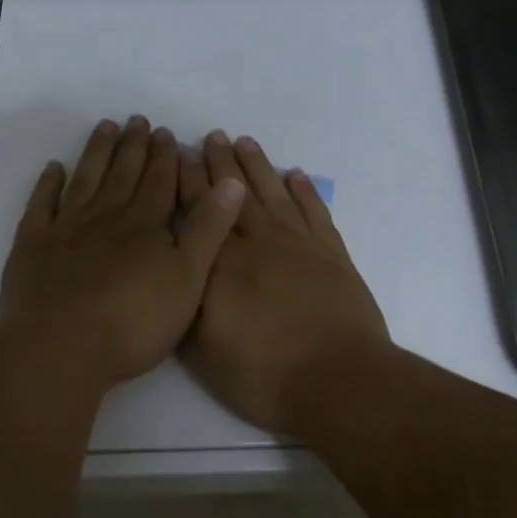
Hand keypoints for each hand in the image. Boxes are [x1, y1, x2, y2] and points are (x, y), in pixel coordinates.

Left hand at [0, 116, 245, 388]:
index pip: (159, 181)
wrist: (61, 348)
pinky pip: (41, 205)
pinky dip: (47, 184)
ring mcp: (66, 228)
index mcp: (144, 225)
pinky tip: (53, 169)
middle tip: (136, 120)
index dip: (164, 156)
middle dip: (132, 146)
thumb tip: (231, 182)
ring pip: (85, 180)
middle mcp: (105, 216)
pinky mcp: (32, 246)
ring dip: (96, 152)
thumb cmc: (133, 323)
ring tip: (104, 127)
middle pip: (122, 173)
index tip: (165, 132)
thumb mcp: (187, 279)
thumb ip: (208, 230)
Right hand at [179, 131, 389, 433]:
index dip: (187, 183)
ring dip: (258, 166)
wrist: (339, 381)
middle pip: (234, 194)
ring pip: (272, 194)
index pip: (200, 213)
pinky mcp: (332, 254)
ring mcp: (299, 245)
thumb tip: (177, 274)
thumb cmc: (265, 375)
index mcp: (223, 265)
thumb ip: (188, 308)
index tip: (177, 157)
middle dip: (219, 163)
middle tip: (210, 136)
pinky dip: (305, 191)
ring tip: (244, 141)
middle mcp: (259, 243)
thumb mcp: (206, 353)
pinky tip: (296, 175)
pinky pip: (315, 212)